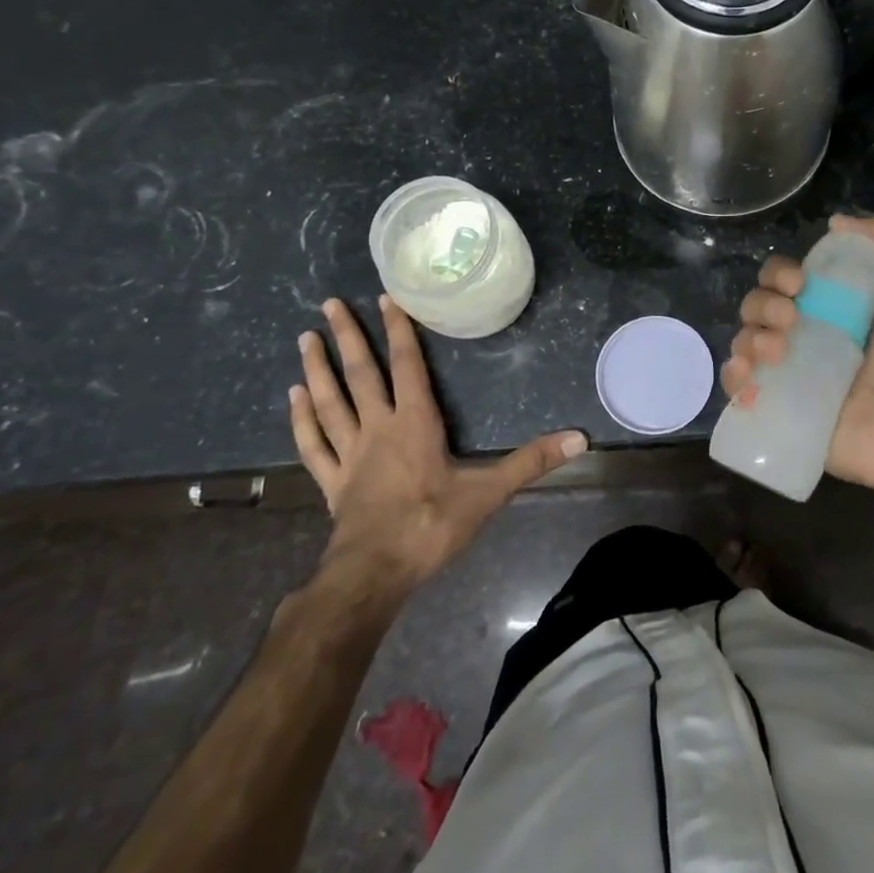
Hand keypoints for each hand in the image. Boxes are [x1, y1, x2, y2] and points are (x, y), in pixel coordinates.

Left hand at [290, 296, 584, 587]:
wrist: (375, 574)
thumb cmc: (431, 526)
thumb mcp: (489, 493)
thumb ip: (532, 462)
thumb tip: (580, 439)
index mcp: (414, 423)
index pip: (406, 366)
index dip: (398, 331)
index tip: (385, 299)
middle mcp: (377, 429)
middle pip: (360, 374)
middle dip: (347, 337)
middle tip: (329, 303)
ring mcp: (349, 455)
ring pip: (329, 402)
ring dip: (317, 369)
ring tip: (305, 338)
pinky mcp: (331, 482)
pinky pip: (313, 443)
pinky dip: (302, 419)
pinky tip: (293, 398)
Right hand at [722, 212, 873, 499]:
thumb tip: (837, 221)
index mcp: (830, 306)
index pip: (783, 278)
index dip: (780, 273)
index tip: (800, 284)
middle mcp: (804, 335)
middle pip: (756, 305)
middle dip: (763, 304)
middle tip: (792, 320)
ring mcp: (790, 374)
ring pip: (743, 341)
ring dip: (750, 338)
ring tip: (778, 353)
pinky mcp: (779, 409)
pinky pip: (738, 387)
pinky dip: (733, 377)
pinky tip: (748, 376)